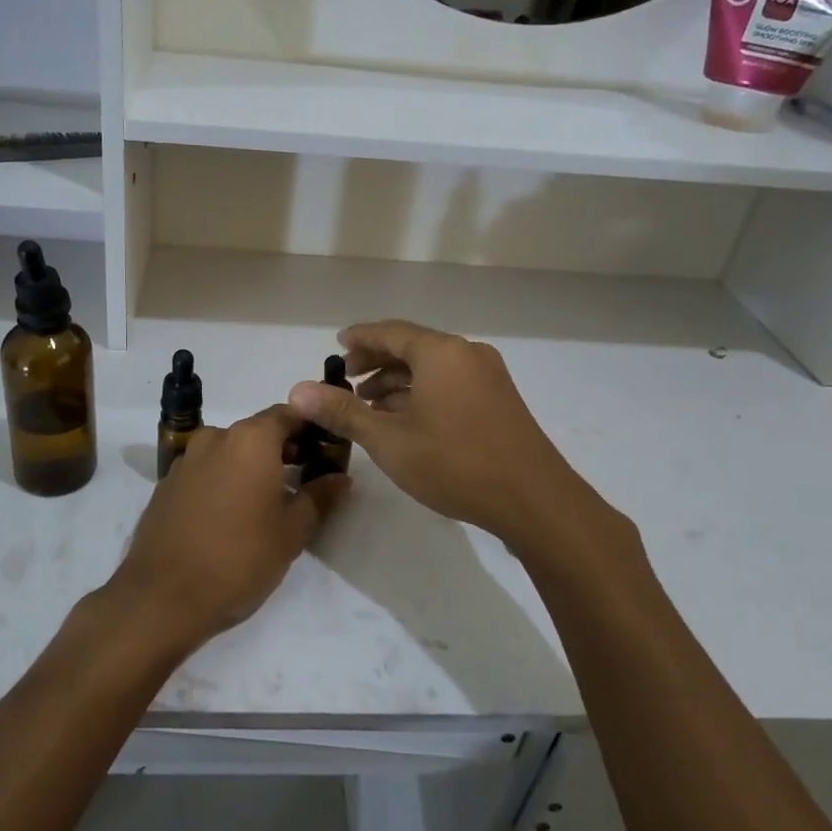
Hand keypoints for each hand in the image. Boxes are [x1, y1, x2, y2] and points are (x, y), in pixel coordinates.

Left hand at [105, 405, 347, 655]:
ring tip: (267, 503)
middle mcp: (216, 438)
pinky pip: (205, 471)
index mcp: (250, 439)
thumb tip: (341, 478)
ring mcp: (186, 460)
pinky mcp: (166, 485)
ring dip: (250, 467)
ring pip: (229, 451)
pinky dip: (223, 481)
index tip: (326, 451)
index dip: (311, 429)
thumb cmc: (239, 559)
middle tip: (304, 480)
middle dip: (282, 450)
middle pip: (258, 431)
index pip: (289, 414)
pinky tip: (230, 516)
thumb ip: (319, 497)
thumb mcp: (291, 532)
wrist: (162, 598)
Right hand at [288, 320, 593, 545]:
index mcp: (440, 352)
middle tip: (347, 378)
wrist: (533, 499)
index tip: (336, 345)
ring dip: (399, 381)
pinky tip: (406, 418)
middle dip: (377, 361)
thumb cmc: (455, 463)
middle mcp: (466, 354)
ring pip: (432, 367)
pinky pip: (450, 383)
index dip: (360, 337)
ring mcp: (487, 376)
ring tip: (369, 403)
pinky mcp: (499, 399)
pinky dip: (422, 392)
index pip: (390, 331)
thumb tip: (298, 390)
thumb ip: (343, 412)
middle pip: (412, 346)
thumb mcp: (389, 439)